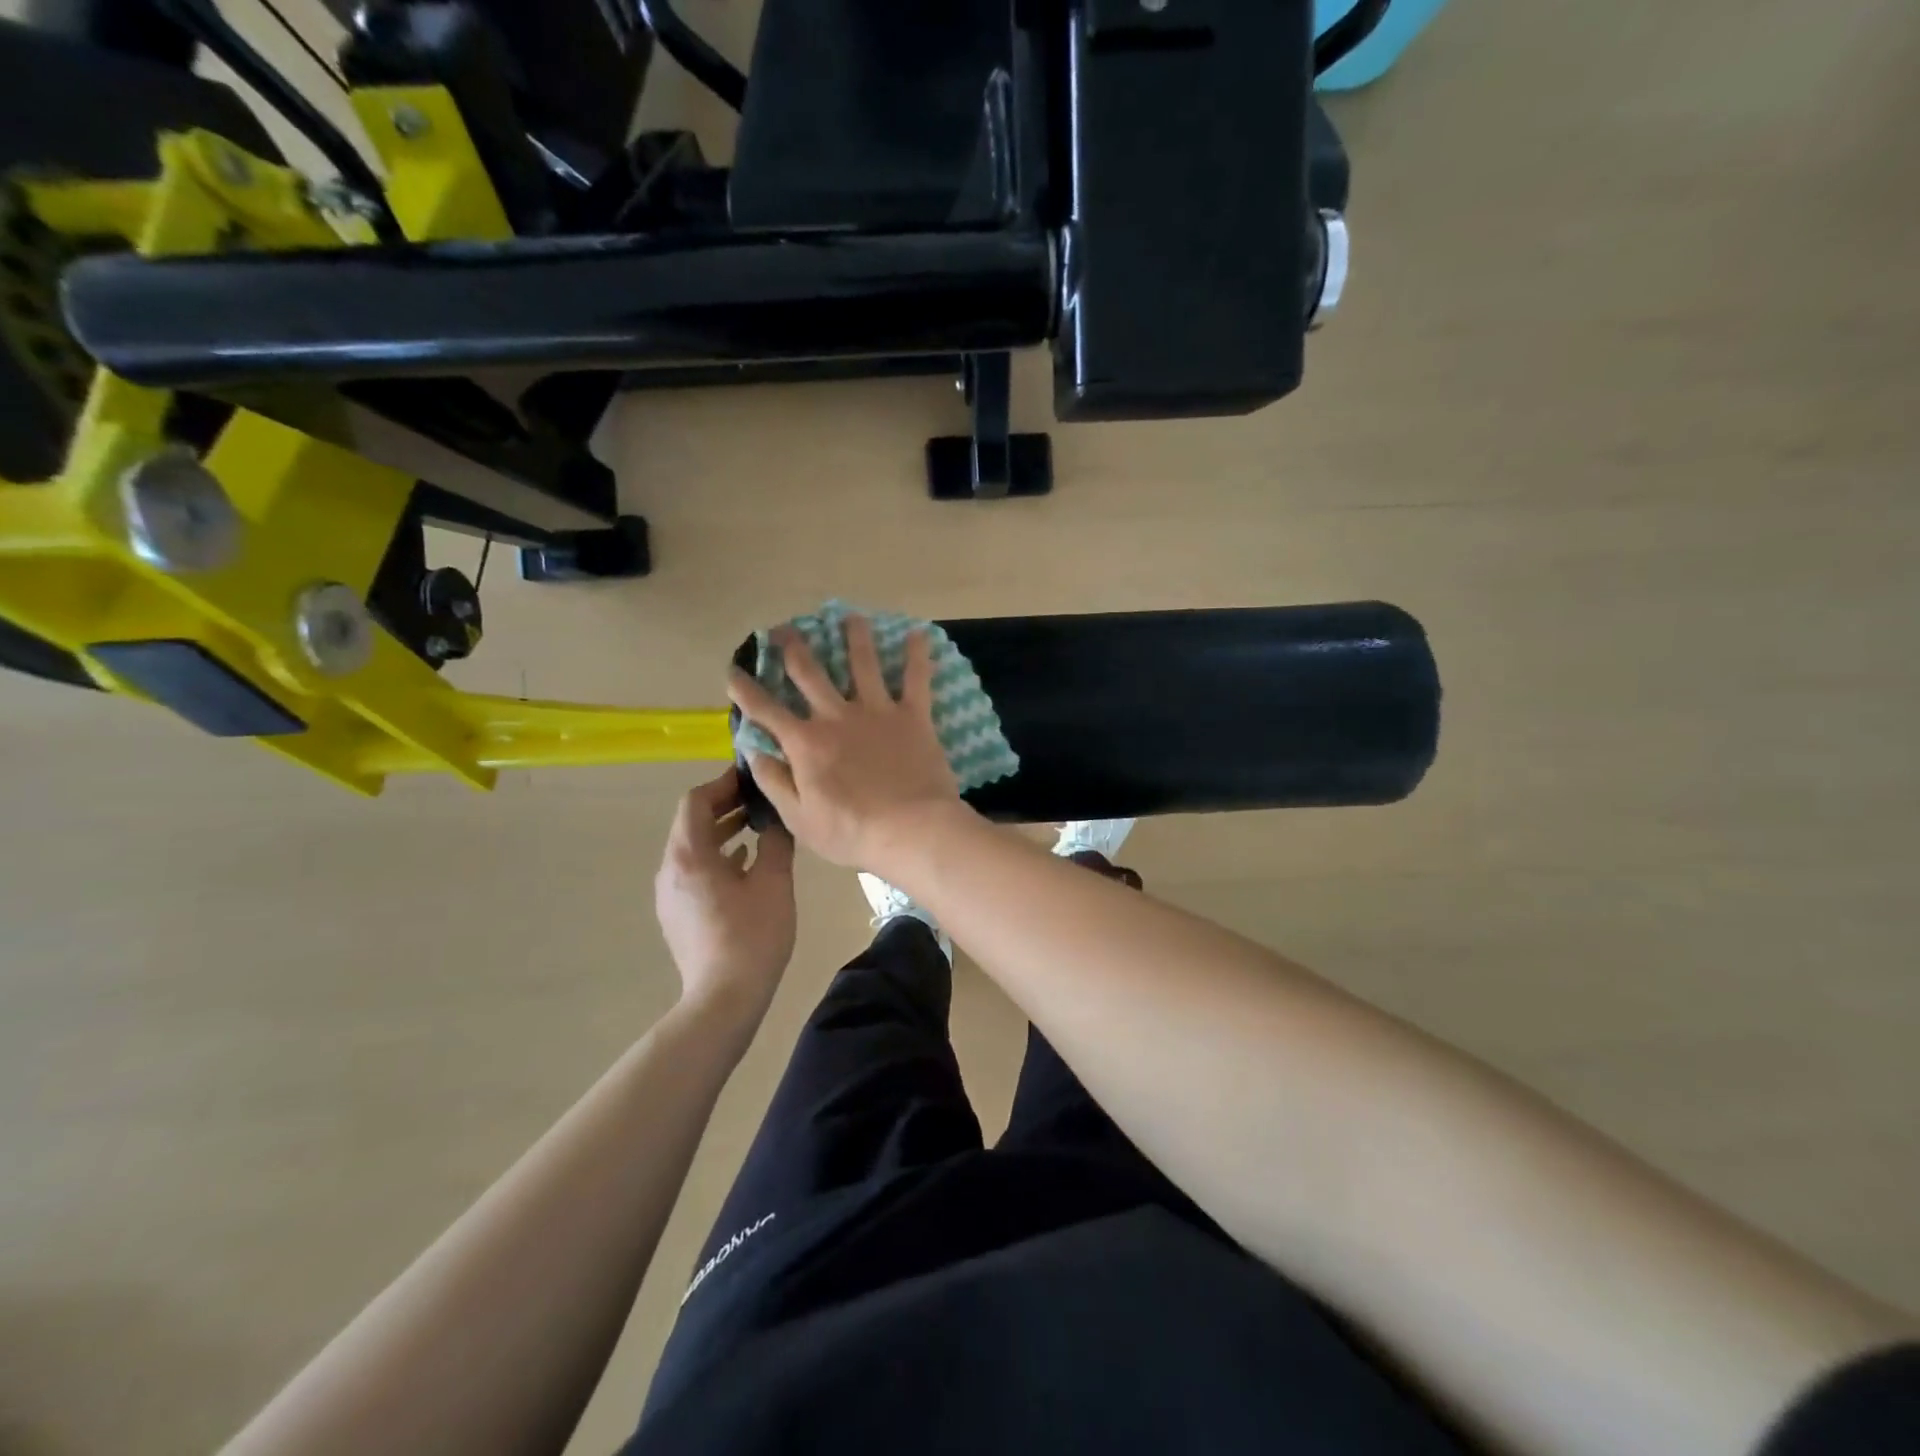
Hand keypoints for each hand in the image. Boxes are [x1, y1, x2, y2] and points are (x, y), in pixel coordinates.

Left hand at [654, 769, 796, 1022]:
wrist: (724, 998)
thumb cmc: (752, 935)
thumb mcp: (774, 882)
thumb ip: (775, 842)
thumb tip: (778, 818)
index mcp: (689, 855)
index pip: (695, 801)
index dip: (722, 783)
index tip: (751, 777)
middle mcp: (670, 869)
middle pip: (690, 823)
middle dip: (723, 805)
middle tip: (758, 798)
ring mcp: (670, 894)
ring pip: (692, 848)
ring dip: (721, 831)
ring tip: (756, 826)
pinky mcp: (677, 914)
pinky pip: (693, 871)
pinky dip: (716, 856)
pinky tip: (744, 862)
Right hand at [727, 616, 961, 870]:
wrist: (911, 830)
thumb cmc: (852, 832)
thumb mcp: (799, 818)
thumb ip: (774, 782)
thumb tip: (754, 752)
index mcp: (806, 743)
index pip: (766, 710)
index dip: (745, 689)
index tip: (733, 670)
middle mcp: (837, 716)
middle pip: (810, 672)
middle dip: (792, 647)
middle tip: (783, 629)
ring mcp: (877, 712)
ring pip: (863, 664)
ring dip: (855, 637)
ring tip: (850, 617)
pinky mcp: (913, 716)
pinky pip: (916, 679)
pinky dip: (918, 656)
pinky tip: (919, 634)